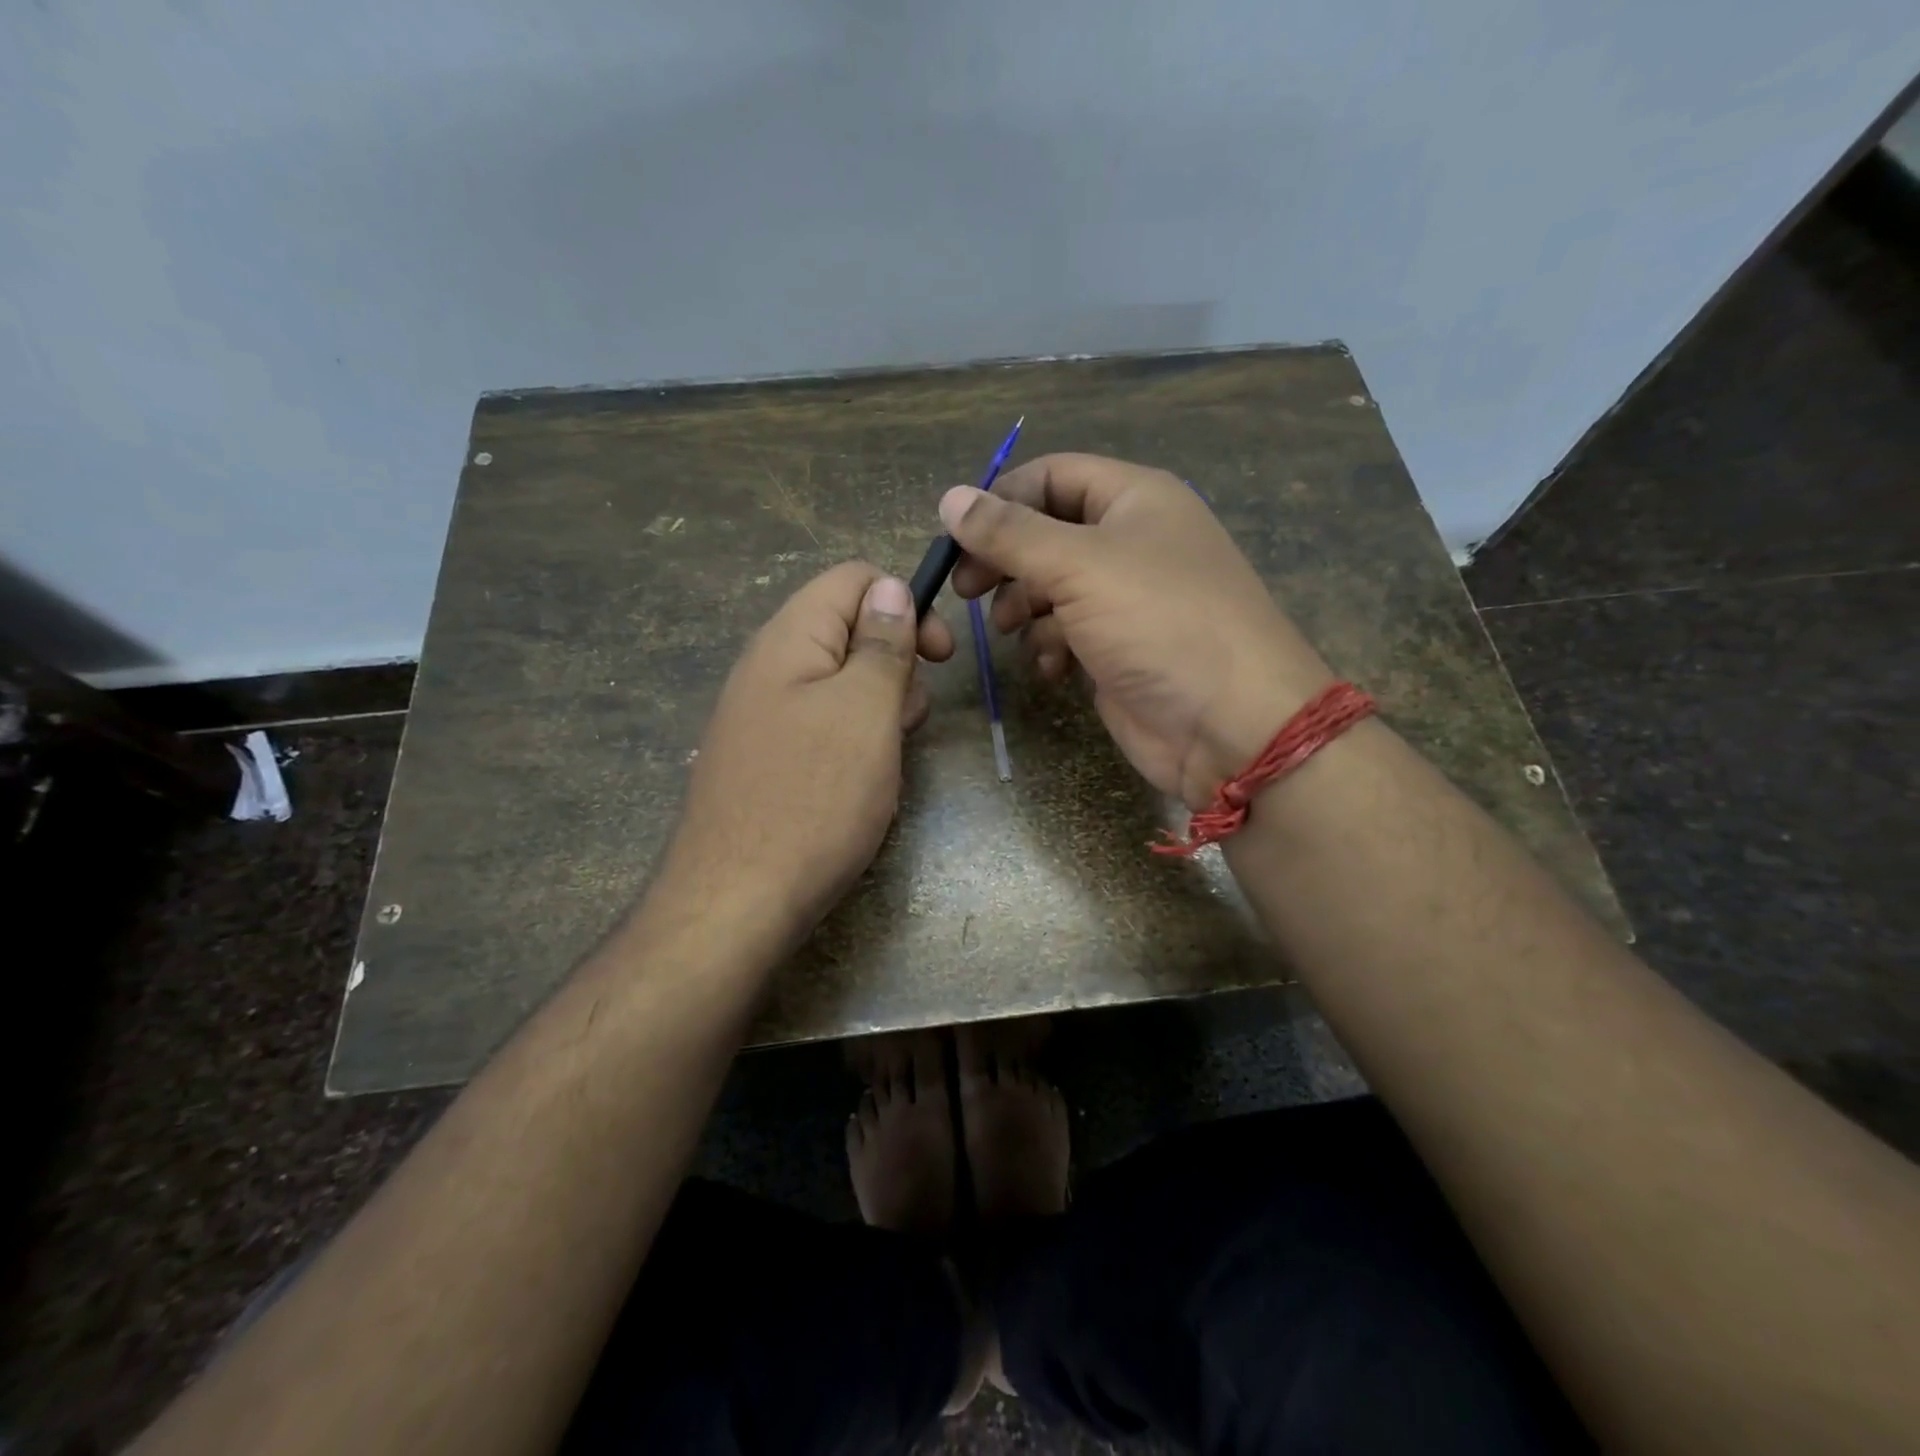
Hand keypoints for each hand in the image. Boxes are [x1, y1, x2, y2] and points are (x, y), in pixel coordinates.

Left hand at [660, 563, 953, 943]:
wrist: (736, 903)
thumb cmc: (813, 800)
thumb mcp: (865, 712)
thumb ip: (882, 644)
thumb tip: (892, 587)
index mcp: (789, 639)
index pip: (854, 579)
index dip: (905, 604)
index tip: (938, 657)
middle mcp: (769, 666)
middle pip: (848, 630)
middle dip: (895, 665)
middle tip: (907, 721)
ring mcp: (763, 715)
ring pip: (840, 683)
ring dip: (878, 709)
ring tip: (886, 760)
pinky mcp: (766, 758)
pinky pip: (822, 726)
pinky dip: (854, 742)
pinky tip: (860, 784)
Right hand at [944, 453, 1332, 807]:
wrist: (1229, 723)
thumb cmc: (1158, 623)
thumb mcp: (1078, 565)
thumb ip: (1009, 533)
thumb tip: (949, 498)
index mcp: (1134, 499)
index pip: (1052, 476)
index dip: (1001, 499)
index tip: (957, 539)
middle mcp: (1131, 542)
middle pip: (1046, 534)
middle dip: (1005, 561)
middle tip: (967, 591)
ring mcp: (1126, 600)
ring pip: (1051, 588)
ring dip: (1025, 608)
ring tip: (1013, 632)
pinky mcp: (1119, 650)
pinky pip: (1067, 633)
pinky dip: (1050, 647)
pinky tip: (1051, 669)